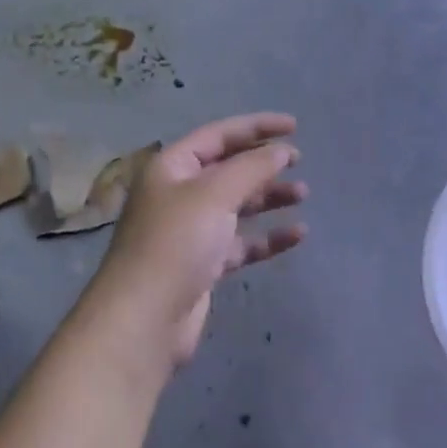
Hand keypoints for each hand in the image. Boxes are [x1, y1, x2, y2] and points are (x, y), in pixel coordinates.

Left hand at [88, 113, 306, 367]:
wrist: (144, 321)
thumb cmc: (176, 243)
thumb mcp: (215, 194)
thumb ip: (252, 167)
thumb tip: (281, 150)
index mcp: (172, 167)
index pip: (220, 135)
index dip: (257, 126)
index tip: (294, 127)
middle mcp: (179, 194)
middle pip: (228, 168)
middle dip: (263, 163)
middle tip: (299, 161)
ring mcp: (190, 231)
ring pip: (237, 205)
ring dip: (269, 197)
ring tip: (302, 194)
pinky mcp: (202, 265)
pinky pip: (241, 242)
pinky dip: (267, 236)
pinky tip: (297, 234)